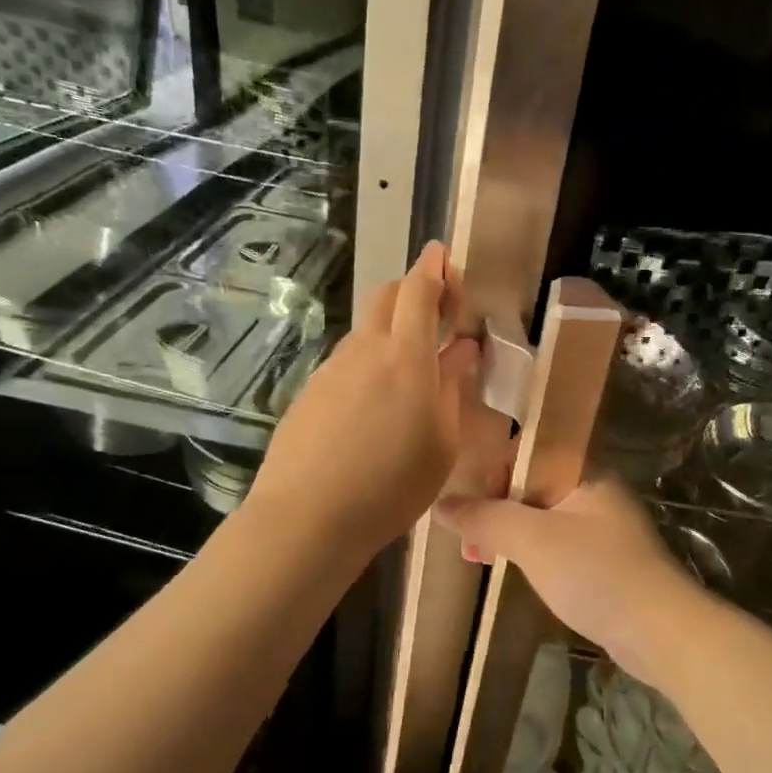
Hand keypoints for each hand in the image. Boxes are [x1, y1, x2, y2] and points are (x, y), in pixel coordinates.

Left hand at [251, 242, 479, 558]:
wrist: (308, 517)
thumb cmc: (392, 485)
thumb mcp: (443, 443)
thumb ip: (453, 388)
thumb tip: (463, 349)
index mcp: (406, 356)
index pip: (419, 291)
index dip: (435, 268)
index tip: (443, 255)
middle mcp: (365, 350)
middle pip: (386, 296)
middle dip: (412, 290)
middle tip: (436, 314)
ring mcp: (331, 369)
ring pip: (365, 330)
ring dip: (389, 331)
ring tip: (408, 372)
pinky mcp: (309, 392)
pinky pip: (346, 363)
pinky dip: (367, 363)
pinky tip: (372, 406)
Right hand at [435, 478, 707, 690]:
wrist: (660, 631)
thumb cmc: (595, 573)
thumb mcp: (532, 540)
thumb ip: (486, 518)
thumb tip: (441, 504)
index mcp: (585, 472)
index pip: (530, 453)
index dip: (494, 472)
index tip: (469, 503)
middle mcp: (595, 492)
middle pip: (533, 486)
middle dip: (496, 509)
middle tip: (467, 540)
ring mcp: (602, 529)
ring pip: (542, 519)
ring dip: (509, 534)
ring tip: (477, 558)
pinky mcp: (605, 562)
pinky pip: (556, 545)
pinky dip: (530, 554)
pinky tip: (511, 571)